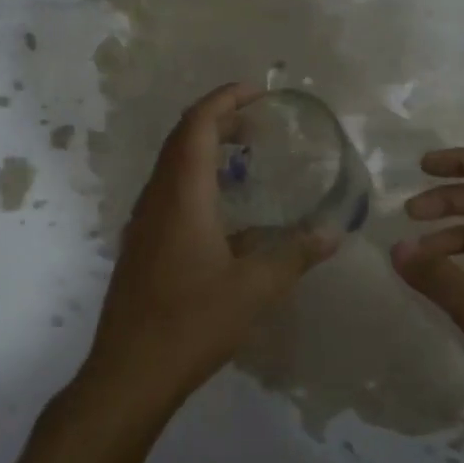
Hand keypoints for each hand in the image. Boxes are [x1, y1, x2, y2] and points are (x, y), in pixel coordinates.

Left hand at [82, 83, 334, 419]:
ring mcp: (144, 222)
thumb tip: (333, 233)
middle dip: (217, 121)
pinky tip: (223, 211)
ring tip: (243, 156)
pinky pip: (168, 193)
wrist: (130, 371)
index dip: (223, 100)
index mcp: (181, 195)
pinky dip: (196, 180)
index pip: (197, 126)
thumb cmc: (192, 321)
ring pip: (172, 167)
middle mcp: (157, 199)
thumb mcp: (254, 288)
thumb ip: (294, 255)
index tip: (255, 91)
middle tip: (256, 122)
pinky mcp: (141, 245)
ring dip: (205, 150)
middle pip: (181, 140)